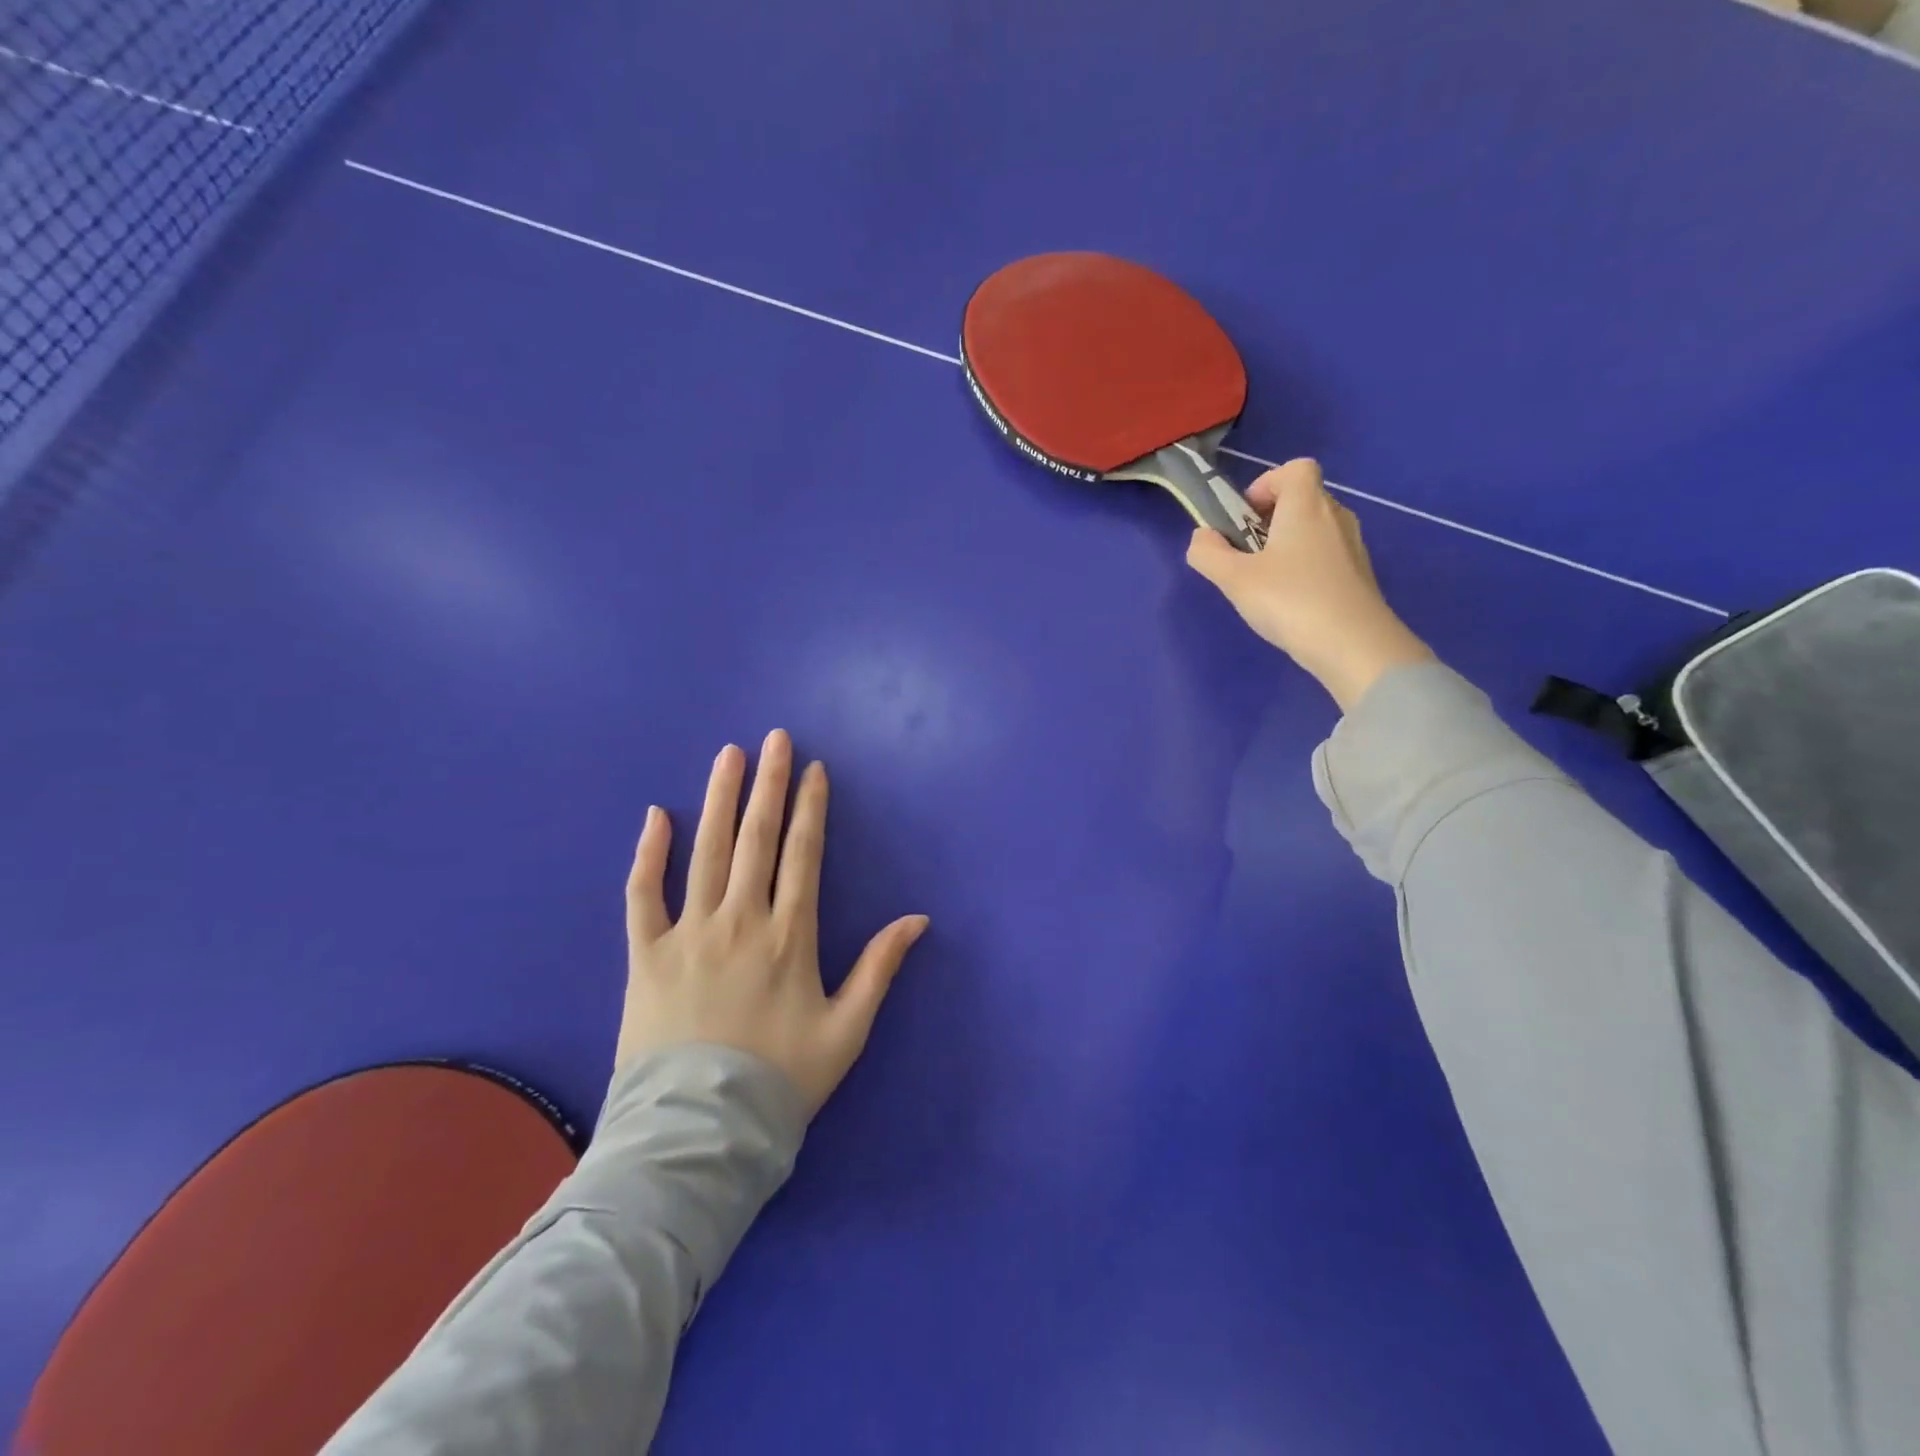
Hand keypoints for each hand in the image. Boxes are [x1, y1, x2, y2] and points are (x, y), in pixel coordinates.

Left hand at [617, 730, 928, 1116]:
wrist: (699, 1135)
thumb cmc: (781, 1080)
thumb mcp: (847, 1030)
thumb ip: (880, 968)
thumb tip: (918, 920)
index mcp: (789, 936)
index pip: (801, 854)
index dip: (809, 807)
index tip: (812, 769)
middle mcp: (739, 921)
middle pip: (756, 838)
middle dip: (768, 784)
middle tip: (774, 739)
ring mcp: (688, 934)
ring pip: (706, 852)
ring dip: (719, 799)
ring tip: (728, 755)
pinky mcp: (644, 954)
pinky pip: (642, 894)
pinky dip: (648, 854)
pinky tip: (657, 815)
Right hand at [1186, 458, 1433, 711]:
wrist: (1353, 645)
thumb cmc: (1290, 600)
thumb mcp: (1234, 579)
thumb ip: (1208, 554)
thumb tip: (1201, 537)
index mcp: (1306, 506)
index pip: (1295, 469)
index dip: (1266, 485)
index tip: (1244, 518)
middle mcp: (1335, 516)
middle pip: (1303, 499)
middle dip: (1270, 519)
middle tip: (1247, 555)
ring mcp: (1352, 547)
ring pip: (1315, 530)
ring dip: (1287, 546)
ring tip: (1265, 583)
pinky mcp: (1359, 576)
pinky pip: (1327, 557)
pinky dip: (1306, 568)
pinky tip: (1291, 603)